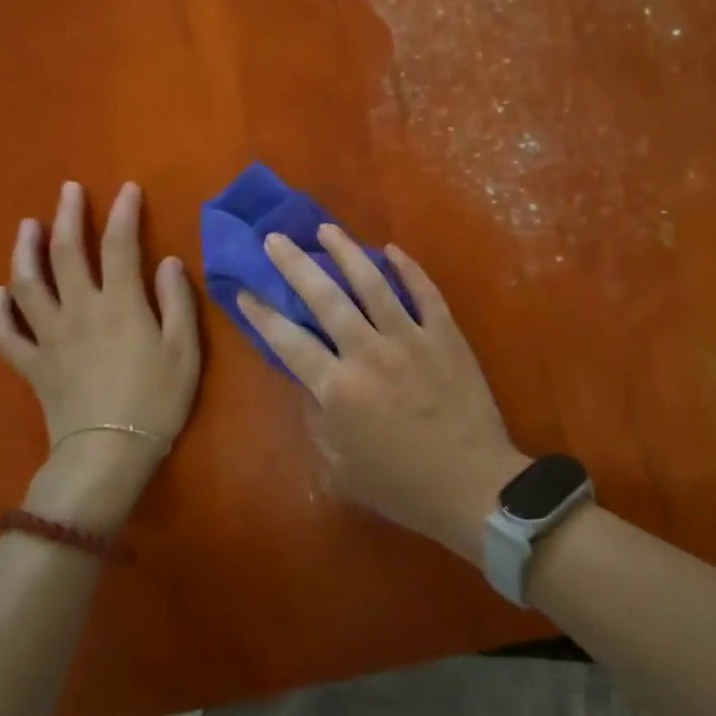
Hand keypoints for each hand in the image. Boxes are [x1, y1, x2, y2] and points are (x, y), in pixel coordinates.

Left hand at [0, 181, 199, 525]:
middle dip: (68, 216)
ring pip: (28, 284)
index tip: (127, 188)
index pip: (120, 245)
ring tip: (27, 226)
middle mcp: (80, 310)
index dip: (123, 212)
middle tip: (68, 190)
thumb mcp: (185, 350)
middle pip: (67, 253)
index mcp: (121, 304)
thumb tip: (168, 261)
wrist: (109, 452)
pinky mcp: (32, 364)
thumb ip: (177, 301)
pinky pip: (6, 334)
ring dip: (25, 250)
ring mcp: (50, 336)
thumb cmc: (156, 401)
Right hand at [237, 226, 528, 563]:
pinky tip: (392, 249)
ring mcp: (410, 338)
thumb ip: (318, 423)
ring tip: (326, 229)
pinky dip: (408, 268)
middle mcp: (368, 352)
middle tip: (275, 238)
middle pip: (324, 298)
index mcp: (337, 388)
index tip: (244, 289)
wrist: (472, 486)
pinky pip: (424, 292)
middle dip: (294, 264)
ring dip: (346, 252)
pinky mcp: (445, 334)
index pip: (288, 341)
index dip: (261, 314)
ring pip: (372, 283)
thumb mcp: (340, 470)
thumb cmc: (402, 486)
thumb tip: (311, 386)